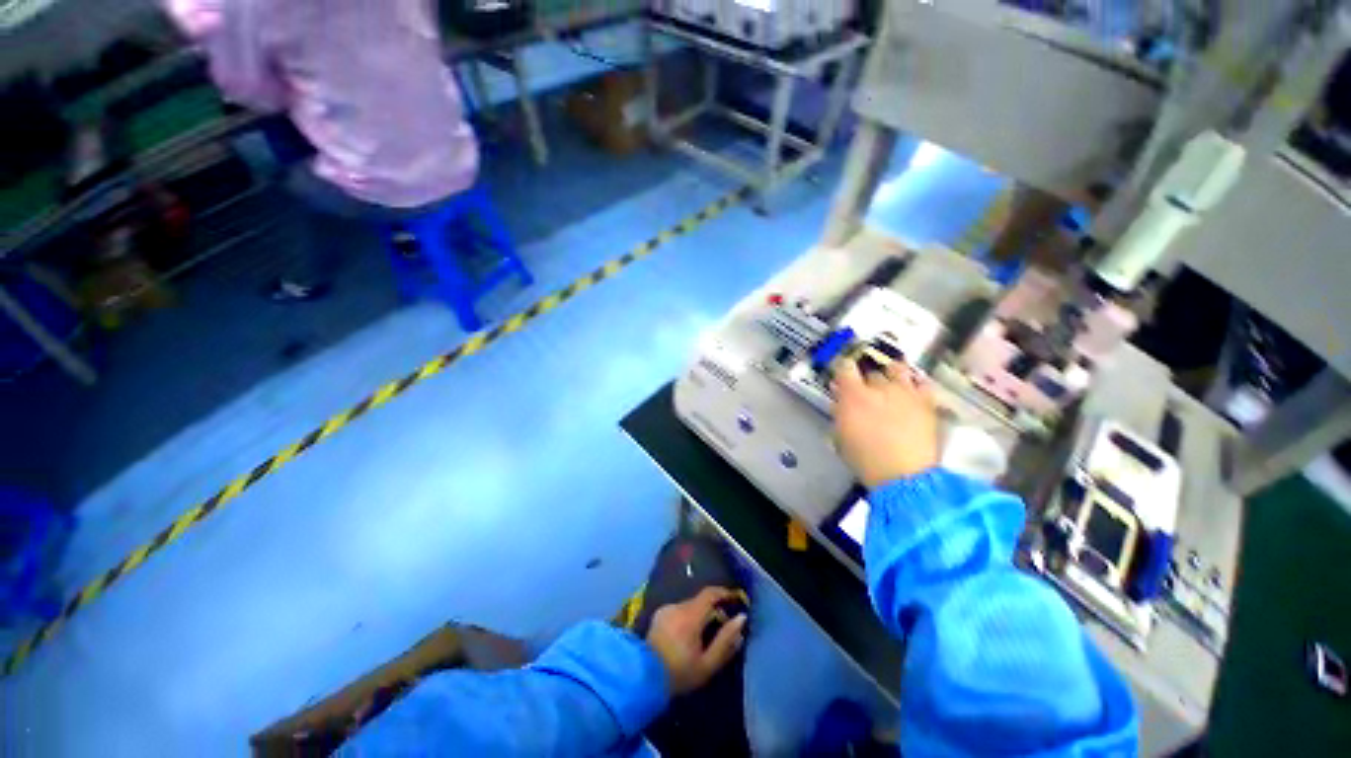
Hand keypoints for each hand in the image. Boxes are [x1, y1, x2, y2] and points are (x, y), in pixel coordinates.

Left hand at [646, 587, 747, 695]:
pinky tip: (686, 636)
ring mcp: (666, 609)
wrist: (644, 677)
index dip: (724, 593)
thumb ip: (726, 640)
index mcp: (690, 615)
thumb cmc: (679, 673)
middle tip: (723, 626)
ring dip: (699, 615)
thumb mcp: (708, 663)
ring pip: (689, 606)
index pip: (710, 593)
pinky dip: (687, 618)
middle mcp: (677, 606)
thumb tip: (741, 619)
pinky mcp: (659, 615)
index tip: (735, 599)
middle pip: (700, 601)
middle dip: (713, 609)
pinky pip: (679, 611)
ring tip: (704, 634)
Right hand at [832, 359, 940, 488]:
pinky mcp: (926, 401)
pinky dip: (915, 384)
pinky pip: (922, 382)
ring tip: (890, 384)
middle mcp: (880, 387)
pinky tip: (912, 391)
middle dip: (867, 380)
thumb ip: (840, 411)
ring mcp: (905, 392)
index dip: (843, 369)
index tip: (842, 377)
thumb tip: (840, 398)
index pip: (845, 367)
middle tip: (865, 393)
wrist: (903, 475)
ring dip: (891, 375)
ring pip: (897, 369)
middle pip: (871, 372)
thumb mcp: (841, 435)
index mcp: (853, 395)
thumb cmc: (865, 459)